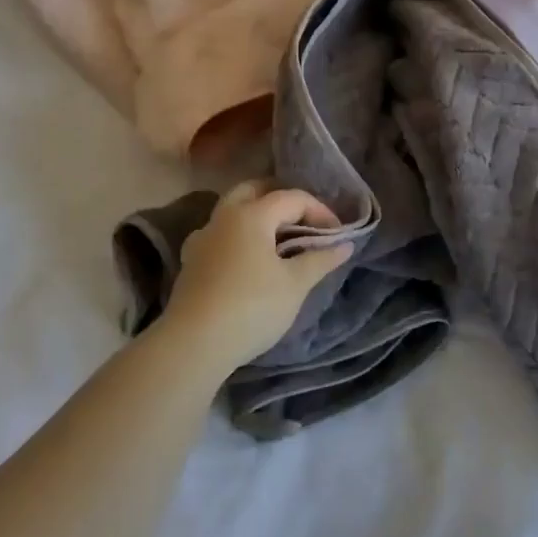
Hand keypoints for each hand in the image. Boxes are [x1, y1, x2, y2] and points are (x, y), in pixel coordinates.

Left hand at [162, 180, 350, 371]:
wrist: (193, 345)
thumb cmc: (252, 307)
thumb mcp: (295, 284)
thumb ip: (321, 259)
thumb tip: (345, 244)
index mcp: (251, 215)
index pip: (292, 198)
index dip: (320, 211)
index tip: (337, 235)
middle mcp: (223, 217)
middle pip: (254, 191)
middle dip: (282, 200)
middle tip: (305, 221)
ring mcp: (203, 239)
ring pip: (233, 211)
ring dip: (258, 216)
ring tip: (280, 239)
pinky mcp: (192, 262)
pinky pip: (220, 235)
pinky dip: (240, 237)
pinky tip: (249, 258)